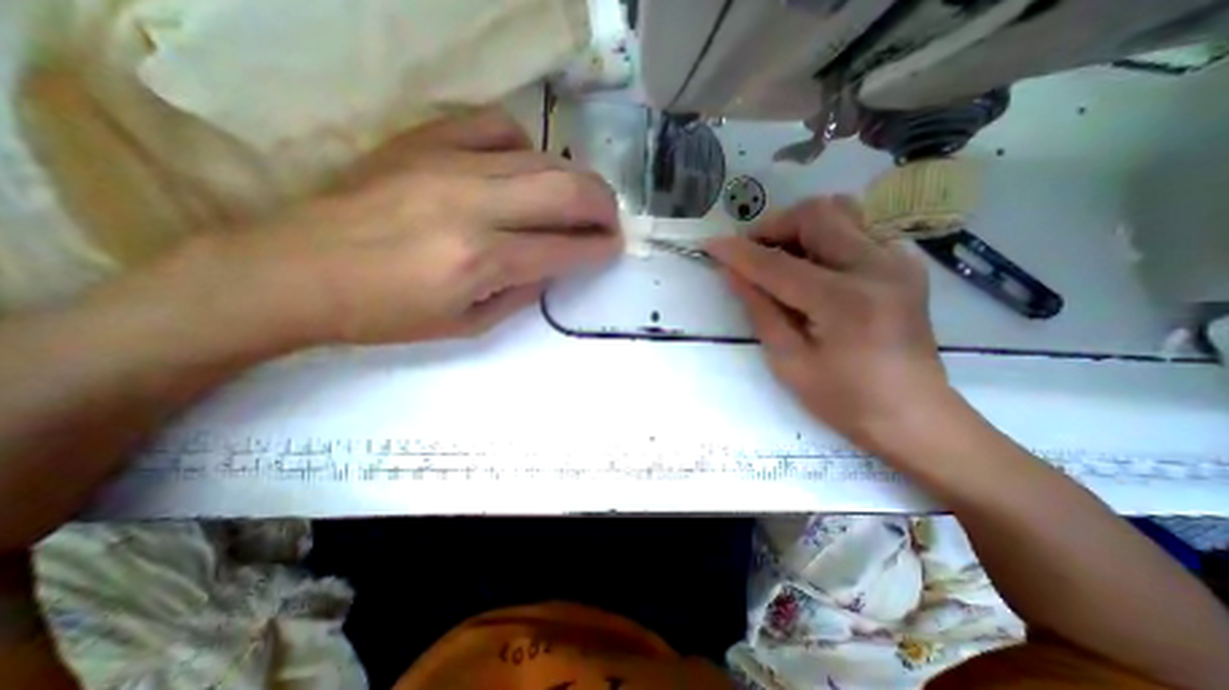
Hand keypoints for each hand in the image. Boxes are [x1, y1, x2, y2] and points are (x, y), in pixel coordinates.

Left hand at [208, 107, 624, 343]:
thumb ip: (521, 294)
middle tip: (610, 220)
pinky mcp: (423, 141)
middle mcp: (473, 206)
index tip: (613, 248)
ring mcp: (447, 165)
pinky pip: (495, 126)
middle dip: (603, 206)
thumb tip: (554, 267)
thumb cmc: (384, 315)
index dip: (599, 249)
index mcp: (481, 262)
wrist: (294, 272)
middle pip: (566, 191)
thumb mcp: (466, 326)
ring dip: (576, 179)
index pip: (565, 248)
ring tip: (581, 198)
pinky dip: (524, 146)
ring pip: (541, 158)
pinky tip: (523, 166)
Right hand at [705, 196, 953, 448]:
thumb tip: (732, 273)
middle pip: (816, 214)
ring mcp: (897, 261)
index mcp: (844, 302)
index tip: (711, 245)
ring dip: (799, 228)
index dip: (739, 253)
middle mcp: (877, 268)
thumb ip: (760, 310)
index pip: (778, 264)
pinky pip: (856, 230)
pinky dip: (823, 239)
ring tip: (780, 258)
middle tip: (752, 253)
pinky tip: (813, 270)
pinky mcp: (903, 265)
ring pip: (840, 212)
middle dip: (773, 227)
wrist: (914, 415)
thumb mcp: (789, 362)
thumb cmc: (845, 399)